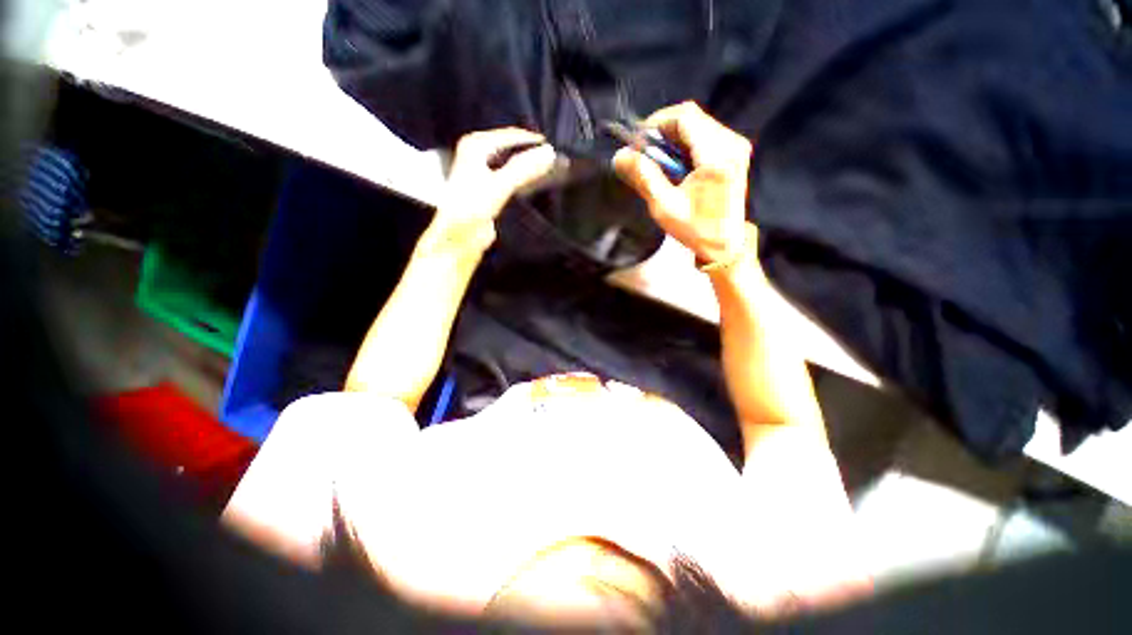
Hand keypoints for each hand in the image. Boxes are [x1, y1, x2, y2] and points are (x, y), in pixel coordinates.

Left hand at [429, 128, 556, 253]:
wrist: (458, 238)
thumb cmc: (472, 208)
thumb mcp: (499, 185)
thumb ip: (523, 169)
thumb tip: (550, 152)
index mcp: (476, 145)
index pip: (511, 135)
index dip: (534, 141)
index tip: (558, 148)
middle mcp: (479, 154)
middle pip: (513, 149)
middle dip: (533, 154)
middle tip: (559, 159)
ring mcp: (485, 173)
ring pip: (514, 164)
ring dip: (531, 168)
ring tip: (554, 171)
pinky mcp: (491, 191)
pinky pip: (513, 180)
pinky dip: (526, 181)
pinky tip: (540, 185)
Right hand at [613, 102, 752, 264]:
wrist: (725, 245)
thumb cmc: (695, 230)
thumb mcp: (664, 206)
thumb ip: (644, 177)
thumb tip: (620, 155)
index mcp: (717, 156)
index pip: (685, 117)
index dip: (657, 123)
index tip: (639, 143)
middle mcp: (732, 143)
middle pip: (691, 118)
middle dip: (663, 132)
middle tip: (645, 155)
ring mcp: (736, 146)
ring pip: (697, 125)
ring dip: (673, 139)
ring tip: (659, 164)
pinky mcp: (735, 153)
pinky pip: (705, 135)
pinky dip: (684, 145)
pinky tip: (675, 166)